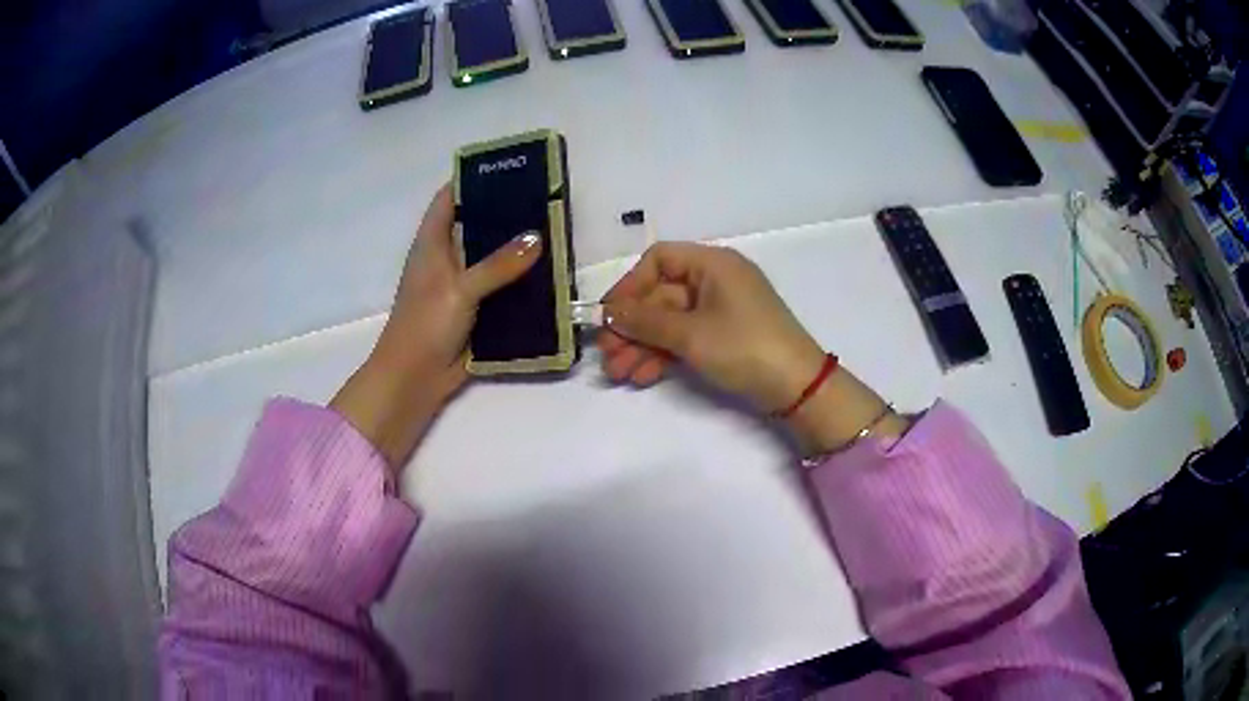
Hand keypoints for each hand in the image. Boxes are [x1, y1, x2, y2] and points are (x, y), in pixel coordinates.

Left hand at [331, 184, 542, 469]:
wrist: (414, 379)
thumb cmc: (425, 324)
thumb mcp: (460, 288)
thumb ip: (498, 264)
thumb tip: (537, 238)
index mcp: (432, 243)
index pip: (448, 199)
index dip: (471, 180)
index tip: (506, 169)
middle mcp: (445, 259)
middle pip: (474, 226)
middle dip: (503, 214)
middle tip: (542, 200)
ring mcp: (460, 286)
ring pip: (490, 258)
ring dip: (515, 250)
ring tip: (552, 231)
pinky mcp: (473, 311)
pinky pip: (499, 289)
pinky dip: (518, 282)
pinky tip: (546, 276)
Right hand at [598, 242, 825, 410]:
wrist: (798, 388)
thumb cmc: (745, 347)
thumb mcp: (690, 334)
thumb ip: (644, 321)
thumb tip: (607, 312)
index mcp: (713, 264)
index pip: (659, 260)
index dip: (630, 286)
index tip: (608, 316)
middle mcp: (716, 280)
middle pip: (661, 295)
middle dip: (631, 326)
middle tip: (607, 356)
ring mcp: (720, 311)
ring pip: (670, 321)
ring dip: (642, 346)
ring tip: (618, 374)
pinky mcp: (724, 337)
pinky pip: (685, 338)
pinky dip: (663, 355)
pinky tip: (642, 377)